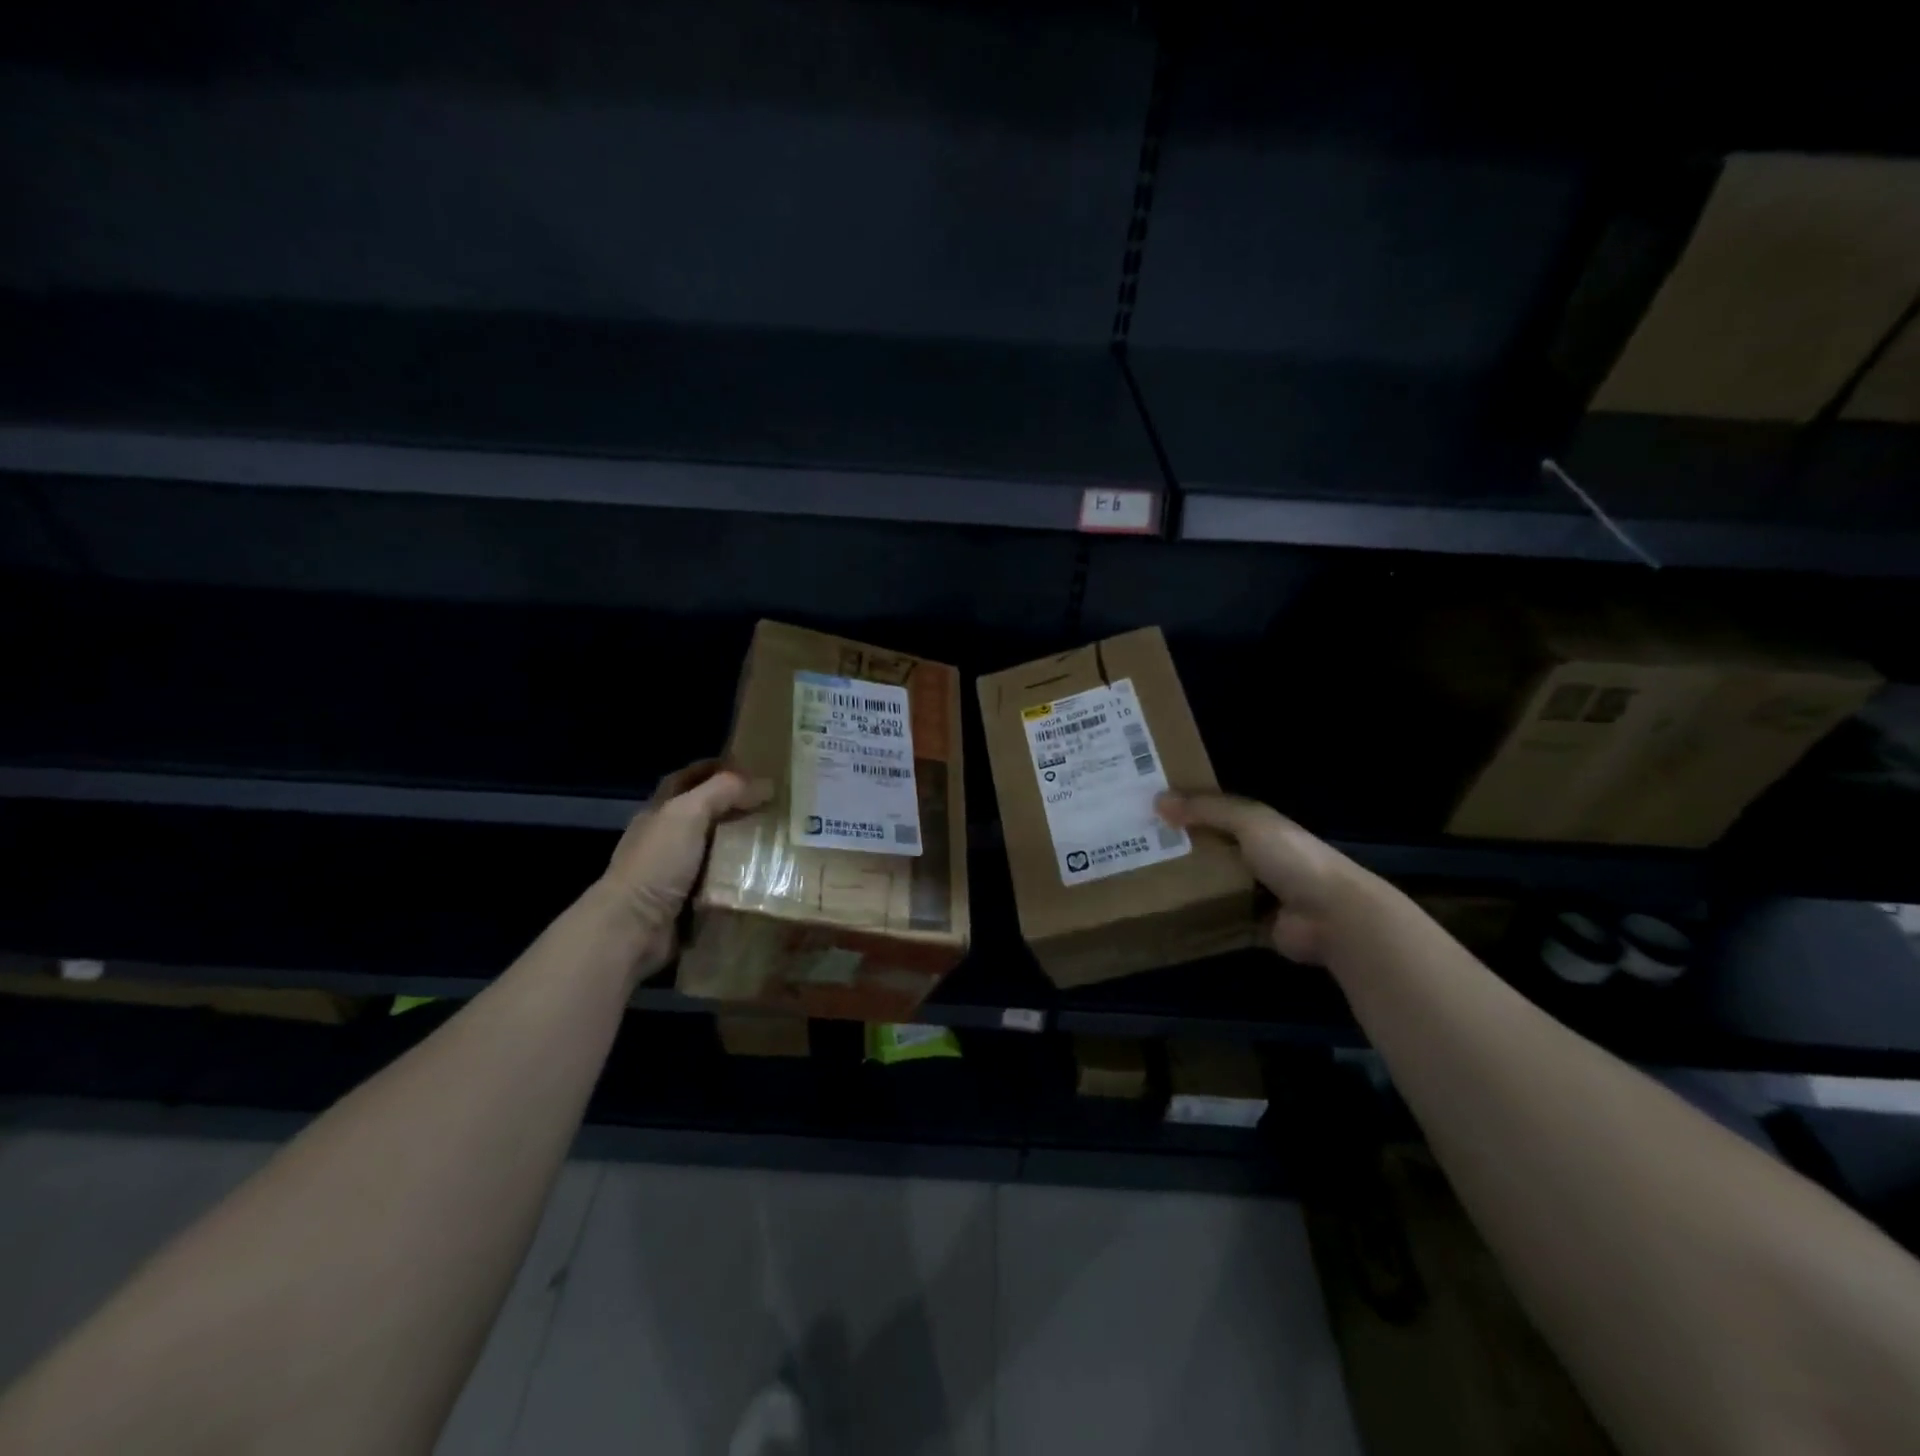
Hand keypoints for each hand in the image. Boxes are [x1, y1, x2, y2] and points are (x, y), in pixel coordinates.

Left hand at [603, 760, 768, 975]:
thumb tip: (764, 784)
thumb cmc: (657, 863)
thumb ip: (722, 792)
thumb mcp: (687, 814)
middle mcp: (667, 839)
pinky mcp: (691, 902)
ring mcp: (678, 872)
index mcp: (660, 812)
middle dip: (737, 808)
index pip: (688, 779)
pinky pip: (723, 883)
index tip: (751, 766)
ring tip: (782, 839)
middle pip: (706, 814)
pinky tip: (769, 874)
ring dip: (744, 845)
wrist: (633, 928)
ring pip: (718, 850)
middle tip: (777, 804)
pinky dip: (743, 879)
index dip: (714, 769)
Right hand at [1155, 792, 1375, 965]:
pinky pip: (1219, 920)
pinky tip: (1166, 916)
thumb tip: (1157, 799)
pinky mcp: (1254, 926)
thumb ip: (1207, 810)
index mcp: (1259, 828)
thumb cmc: (1292, 858)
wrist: (1333, 915)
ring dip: (1186, 885)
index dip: (1185, 809)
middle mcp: (1258, 858)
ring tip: (1142, 882)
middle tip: (1135, 847)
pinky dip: (1198, 919)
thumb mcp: (1249, 822)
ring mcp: (1257, 894)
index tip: (1146, 809)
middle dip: (1179, 849)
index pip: (1215, 813)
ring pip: (1212, 885)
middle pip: (1210, 850)